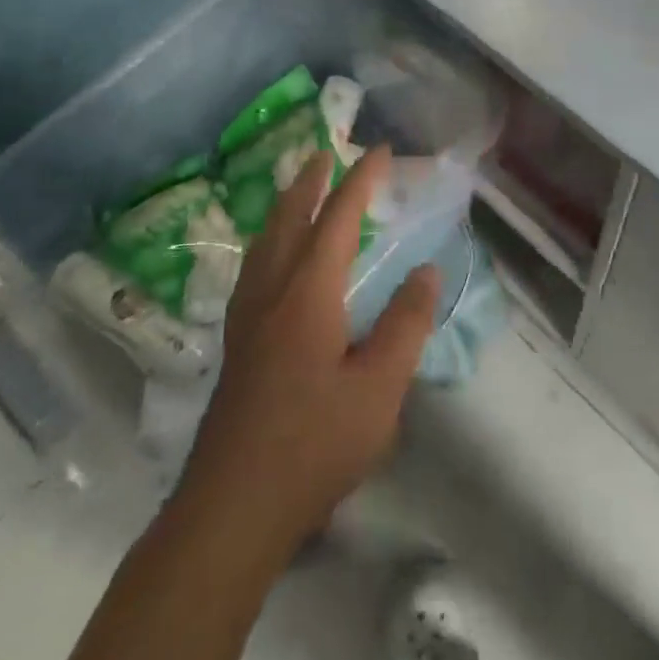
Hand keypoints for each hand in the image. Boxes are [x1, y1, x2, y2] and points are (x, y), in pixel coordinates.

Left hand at [179, 147, 440, 550]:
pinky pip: (255, 266)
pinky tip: (277, 260)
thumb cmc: (313, 446)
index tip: (381, 151)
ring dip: (286, 206)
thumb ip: (405, 325)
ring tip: (302, 192)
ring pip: (265, 241)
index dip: (361, 180)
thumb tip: (427, 272)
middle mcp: (271, 292)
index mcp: (307, 293)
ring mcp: (246, 317)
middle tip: (328, 153)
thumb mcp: (379, 390)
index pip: (338, 218)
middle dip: (311, 180)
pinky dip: (272, 239)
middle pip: (288, 218)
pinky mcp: (236, 343)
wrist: (231, 508)